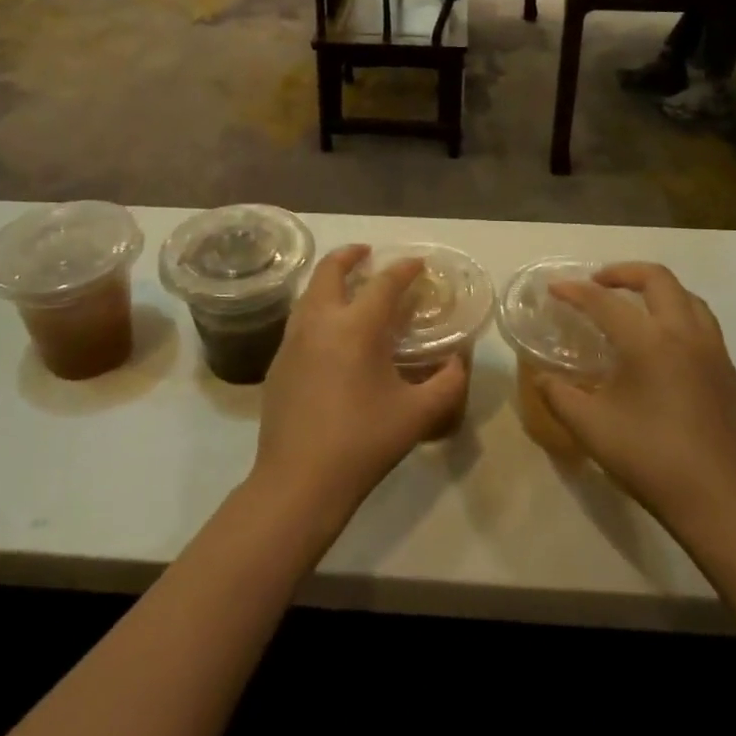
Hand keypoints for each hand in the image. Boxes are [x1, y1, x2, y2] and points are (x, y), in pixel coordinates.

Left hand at [252, 246, 467, 524]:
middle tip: (367, 253)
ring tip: (348, 287)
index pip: (384, 283)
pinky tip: (329, 332)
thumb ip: (446, 383)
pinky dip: (316, 308)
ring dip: (329, 280)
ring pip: (309, 293)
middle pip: (330, 270)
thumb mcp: (417, 415)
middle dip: (350, 255)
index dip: (404, 269)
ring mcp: (292, 341)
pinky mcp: (277, 362)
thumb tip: (457, 362)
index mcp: (356, 327)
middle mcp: (319, 321)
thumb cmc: (362, 442)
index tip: (418, 264)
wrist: (298, 481)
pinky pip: (299, 319)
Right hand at [540, 264, 735, 533]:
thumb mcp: (591, 428)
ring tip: (635, 307)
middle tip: (598, 283)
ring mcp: (716, 355)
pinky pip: (706, 331)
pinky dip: (680, 322)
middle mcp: (686, 336)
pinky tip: (667, 353)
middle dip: (624, 273)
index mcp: (649, 342)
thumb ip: (559, 396)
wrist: (721, 504)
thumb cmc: (650, 460)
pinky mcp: (732, 377)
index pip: (605, 302)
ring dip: (659, 292)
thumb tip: (543, 378)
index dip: (575, 291)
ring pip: (690, 299)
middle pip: (658, 279)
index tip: (554, 288)